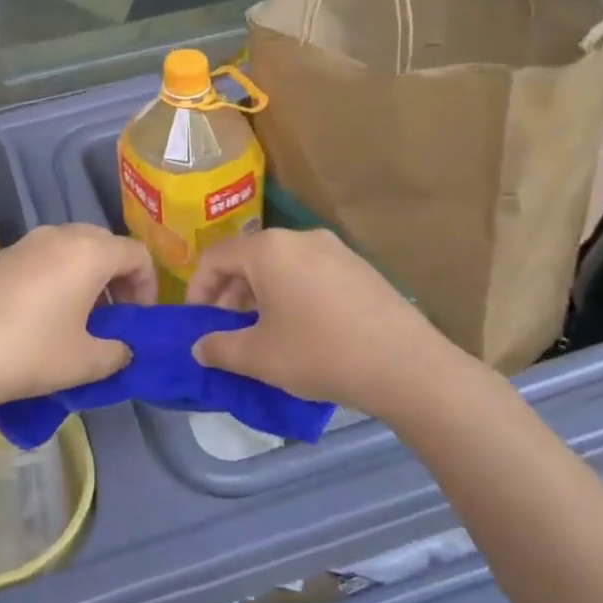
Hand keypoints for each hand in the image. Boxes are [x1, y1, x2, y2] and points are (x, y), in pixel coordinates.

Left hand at [0, 224, 155, 412]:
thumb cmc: (27, 353)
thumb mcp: (85, 362)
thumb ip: (118, 352)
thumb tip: (121, 348)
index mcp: (88, 252)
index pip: (136, 253)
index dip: (148, 286)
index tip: (139, 320)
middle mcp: (58, 235)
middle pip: (103, 244)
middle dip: (117, 278)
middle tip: (112, 317)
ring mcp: (22, 243)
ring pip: (69, 248)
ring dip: (84, 276)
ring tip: (76, 317)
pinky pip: (39, 258)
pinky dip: (53, 277)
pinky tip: (36, 316)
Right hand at [186, 229, 454, 410]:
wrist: (405, 365)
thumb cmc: (319, 353)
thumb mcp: (259, 357)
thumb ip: (219, 348)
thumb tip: (199, 348)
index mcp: (268, 249)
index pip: (216, 257)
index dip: (198, 289)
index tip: (197, 322)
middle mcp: (300, 238)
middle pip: (249, 258)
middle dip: (230, 293)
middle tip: (227, 329)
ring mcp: (335, 249)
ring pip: (281, 265)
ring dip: (261, 293)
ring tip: (262, 331)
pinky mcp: (360, 267)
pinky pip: (310, 272)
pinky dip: (292, 293)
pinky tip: (301, 328)